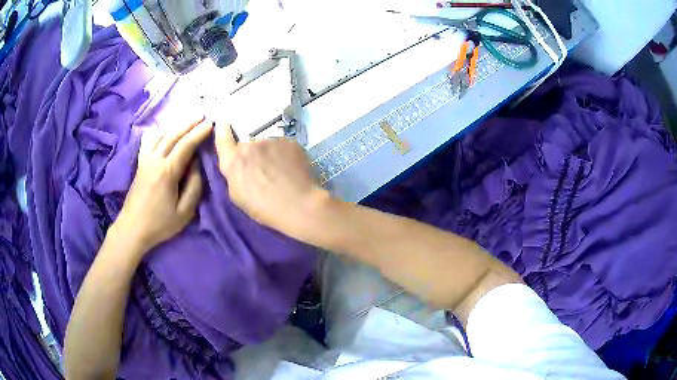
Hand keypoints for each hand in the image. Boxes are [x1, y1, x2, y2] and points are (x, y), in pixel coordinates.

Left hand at [117, 118, 212, 251]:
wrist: (132, 229)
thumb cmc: (159, 224)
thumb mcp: (184, 212)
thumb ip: (194, 187)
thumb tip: (196, 166)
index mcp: (167, 172)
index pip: (185, 145)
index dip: (199, 133)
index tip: (211, 123)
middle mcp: (155, 160)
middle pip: (173, 135)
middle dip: (189, 123)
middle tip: (202, 115)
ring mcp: (145, 160)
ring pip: (161, 135)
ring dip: (175, 125)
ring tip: (187, 120)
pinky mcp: (139, 164)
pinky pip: (148, 142)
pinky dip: (158, 132)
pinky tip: (163, 131)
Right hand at [214, 123, 327, 238]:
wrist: (299, 205)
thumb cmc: (264, 208)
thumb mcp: (238, 196)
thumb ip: (233, 174)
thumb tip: (237, 164)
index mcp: (234, 160)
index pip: (223, 139)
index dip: (222, 131)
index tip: (222, 123)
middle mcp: (250, 145)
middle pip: (248, 146)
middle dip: (252, 155)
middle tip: (263, 172)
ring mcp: (272, 141)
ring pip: (267, 146)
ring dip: (270, 155)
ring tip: (280, 173)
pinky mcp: (290, 142)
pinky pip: (283, 147)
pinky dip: (285, 155)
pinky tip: (291, 170)